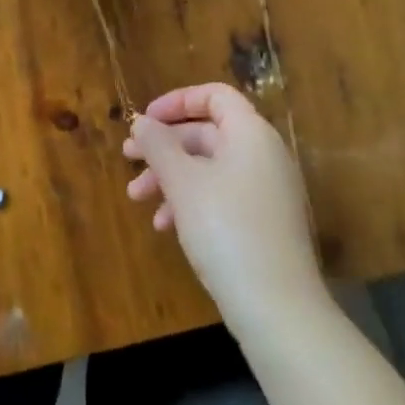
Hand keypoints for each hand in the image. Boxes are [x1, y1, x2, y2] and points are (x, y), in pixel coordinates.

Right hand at [124, 83, 324, 332]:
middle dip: (164, 146)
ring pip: (210, 168)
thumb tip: (141, 121)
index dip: (177, 101)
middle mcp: (263, 155)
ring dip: (170, 177)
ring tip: (137, 198)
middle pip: (208, 133)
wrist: (277, 308)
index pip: (215, 96)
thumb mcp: (183, 183)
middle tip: (127, 159)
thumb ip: (158, 145)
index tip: (145, 120)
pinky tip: (165, 226)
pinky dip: (191, 202)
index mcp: (251, 133)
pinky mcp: (263, 222)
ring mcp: (266, 190)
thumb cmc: (226, 230)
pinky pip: (222, 196)